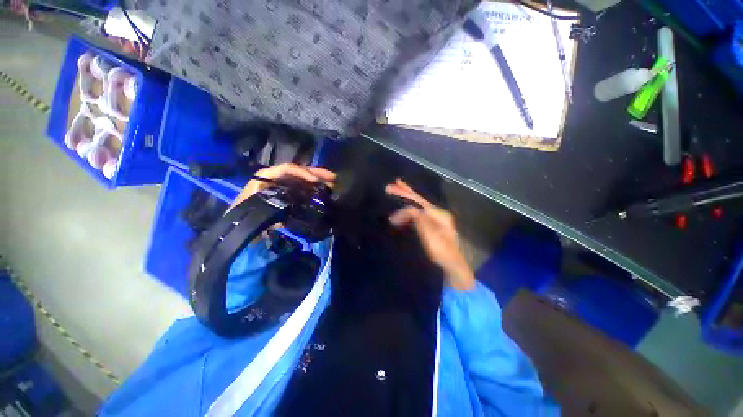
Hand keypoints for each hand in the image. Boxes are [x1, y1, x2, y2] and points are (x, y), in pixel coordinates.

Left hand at [232, 163, 336, 207]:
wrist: (242, 224)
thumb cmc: (246, 215)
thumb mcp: (258, 211)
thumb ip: (275, 207)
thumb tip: (296, 205)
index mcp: (267, 176)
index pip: (287, 169)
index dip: (303, 172)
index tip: (315, 180)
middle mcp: (277, 177)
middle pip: (299, 171)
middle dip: (317, 173)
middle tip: (333, 177)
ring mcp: (284, 184)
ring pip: (303, 178)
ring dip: (318, 180)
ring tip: (333, 183)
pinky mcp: (288, 192)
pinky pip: (303, 187)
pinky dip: (314, 188)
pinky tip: (324, 191)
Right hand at [385, 179, 474, 289]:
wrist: (452, 266)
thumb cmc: (442, 252)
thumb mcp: (431, 237)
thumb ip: (421, 221)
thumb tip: (411, 208)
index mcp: (439, 214)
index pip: (418, 202)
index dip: (405, 196)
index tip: (391, 190)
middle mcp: (437, 214)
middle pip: (419, 200)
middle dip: (406, 192)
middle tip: (392, 185)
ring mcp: (435, 220)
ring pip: (418, 206)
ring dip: (406, 200)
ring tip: (396, 192)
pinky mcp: (431, 226)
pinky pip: (418, 213)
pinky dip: (409, 209)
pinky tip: (404, 208)